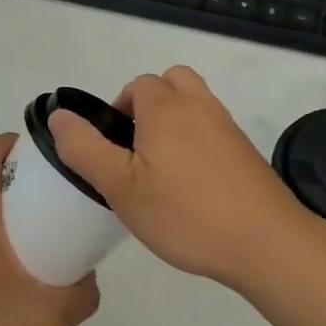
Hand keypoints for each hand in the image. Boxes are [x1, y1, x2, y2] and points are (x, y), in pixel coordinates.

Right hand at [47, 66, 325, 293]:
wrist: (266, 242)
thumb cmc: (185, 213)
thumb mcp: (121, 186)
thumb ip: (85, 148)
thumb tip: (59, 115)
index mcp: (166, 107)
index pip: (137, 85)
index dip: (119, 110)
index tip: (114, 151)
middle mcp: (199, 106)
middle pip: (171, 83)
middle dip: (149, 106)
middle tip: (138, 151)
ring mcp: (228, 127)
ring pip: (195, 105)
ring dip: (175, 123)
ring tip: (163, 170)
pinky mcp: (246, 152)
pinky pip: (214, 130)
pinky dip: (198, 143)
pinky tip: (193, 186)